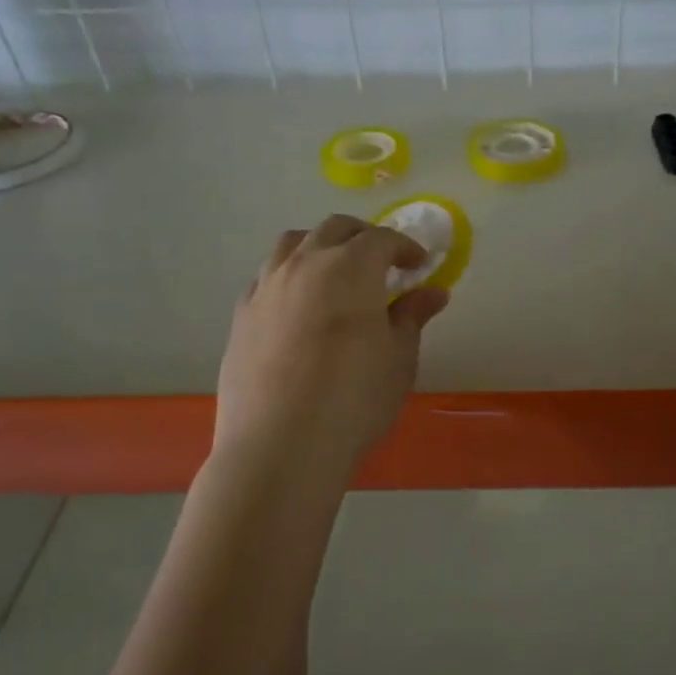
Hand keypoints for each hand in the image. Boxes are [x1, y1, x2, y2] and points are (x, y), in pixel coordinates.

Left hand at [214, 216, 449, 474]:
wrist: (280, 445)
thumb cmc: (354, 399)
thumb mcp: (399, 359)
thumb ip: (413, 317)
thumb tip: (433, 293)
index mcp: (351, 268)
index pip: (382, 239)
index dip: (405, 247)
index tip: (419, 264)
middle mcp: (305, 264)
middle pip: (335, 229)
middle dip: (363, 237)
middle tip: (381, 263)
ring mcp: (267, 287)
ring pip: (293, 244)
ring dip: (320, 247)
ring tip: (335, 273)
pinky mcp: (241, 314)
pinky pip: (268, 276)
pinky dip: (290, 275)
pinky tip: (299, 306)